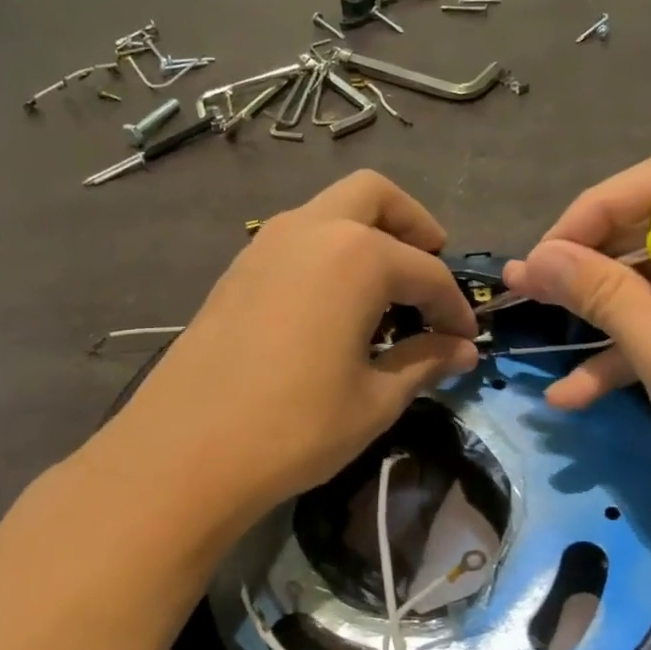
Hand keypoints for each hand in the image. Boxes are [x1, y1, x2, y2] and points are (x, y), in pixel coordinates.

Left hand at [78, 171, 478, 544]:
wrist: (184, 453)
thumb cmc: (296, 426)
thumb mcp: (375, 400)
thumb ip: (424, 362)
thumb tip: (463, 351)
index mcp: (356, 256)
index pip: (427, 272)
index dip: (454, 307)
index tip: (466, 340)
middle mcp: (311, 230)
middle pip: (375, 196)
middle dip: (413, 225)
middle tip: (431, 267)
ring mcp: (265, 244)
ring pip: (330, 211)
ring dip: (368, 235)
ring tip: (386, 294)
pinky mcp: (237, 270)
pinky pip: (298, 239)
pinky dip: (330, 254)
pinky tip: (335, 308)